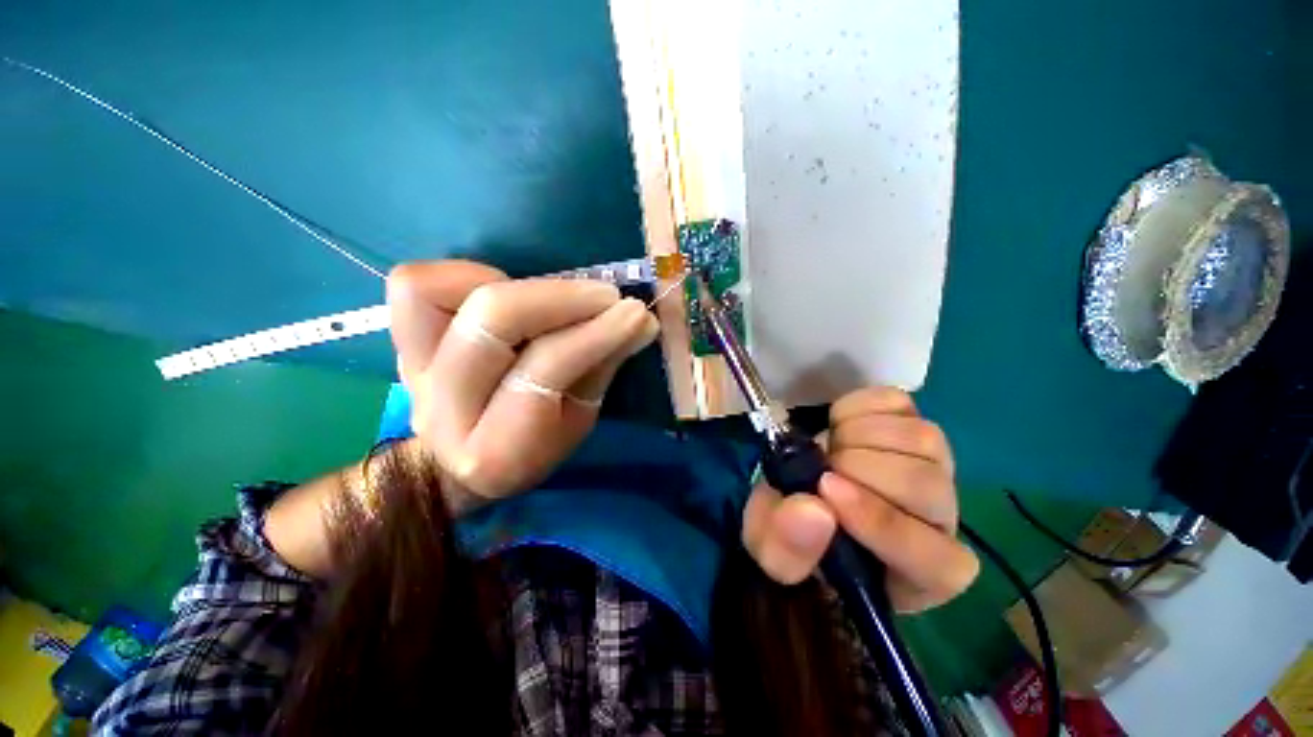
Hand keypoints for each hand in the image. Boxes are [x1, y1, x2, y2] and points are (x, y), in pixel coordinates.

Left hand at [387, 261, 659, 498]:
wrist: (458, 464)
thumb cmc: (534, 445)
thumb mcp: (579, 420)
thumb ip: (603, 365)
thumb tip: (640, 321)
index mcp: (497, 448)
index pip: (546, 369)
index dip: (594, 334)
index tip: (635, 314)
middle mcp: (442, 408)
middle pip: (493, 319)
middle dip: (560, 297)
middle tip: (607, 295)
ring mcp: (412, 370)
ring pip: (437, 292)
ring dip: (513, 284)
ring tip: (556, 295)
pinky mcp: (402, 342)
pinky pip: (415, 285)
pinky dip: (465, 274)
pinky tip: (504, 288)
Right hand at [742, 387, 978, 611]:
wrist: (798, 493)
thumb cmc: (792, 535)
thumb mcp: (771, 552)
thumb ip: (786, 546)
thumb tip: (814, 508)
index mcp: (915, 574)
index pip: (936, 561)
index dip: (883, 523)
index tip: (826, 490)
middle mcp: (939, 522)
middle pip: (926, 486)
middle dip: (857, 467)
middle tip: (819, 467)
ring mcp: (934, 467)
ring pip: (921, 438)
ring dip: (857, 435)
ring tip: (827, 448)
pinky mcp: (911, 425)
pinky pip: (898, 404)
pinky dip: (859, 406)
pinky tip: (839, 425)